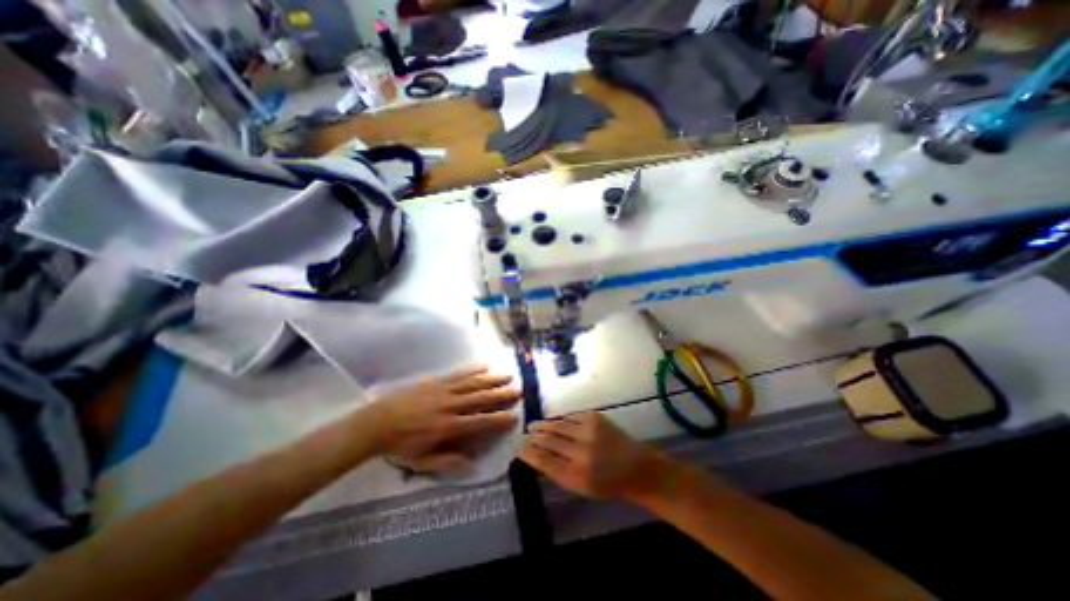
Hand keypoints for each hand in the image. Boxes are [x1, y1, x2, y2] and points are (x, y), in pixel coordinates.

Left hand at [363, 366, 521, 473]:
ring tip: (507, 376)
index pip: (479, 422)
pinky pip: (458, 374)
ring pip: (473, 383)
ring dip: (491, 380)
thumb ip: (446, 462)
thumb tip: (471, 462)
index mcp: (448, 427)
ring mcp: (443, 391)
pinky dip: (472, 370)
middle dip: (501, 395)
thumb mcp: (421, 462)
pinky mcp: (436, 381)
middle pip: (480, 399)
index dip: (498, 419)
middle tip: (518, 390)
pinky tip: (484, 366)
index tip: (513, 416)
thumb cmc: (400, 445)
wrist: (377, 422)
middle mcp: (450, 406)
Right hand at [519, 411, 676, 498]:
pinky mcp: (594, 417)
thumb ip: (557, 471)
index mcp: (577, 475)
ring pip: (557, 425)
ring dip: (543, 425)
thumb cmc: (607, 483)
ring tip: (533, 426)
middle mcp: (582, 452)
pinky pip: (570, 416)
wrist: (635, 466)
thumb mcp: (581, 487)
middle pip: (549, 440)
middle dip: (534, 436)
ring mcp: (589, 431)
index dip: (529, 453)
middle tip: (524, 433)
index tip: (519, 447)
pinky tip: (554, 421)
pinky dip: (560, 419)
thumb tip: (535, 455)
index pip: (544, 461)